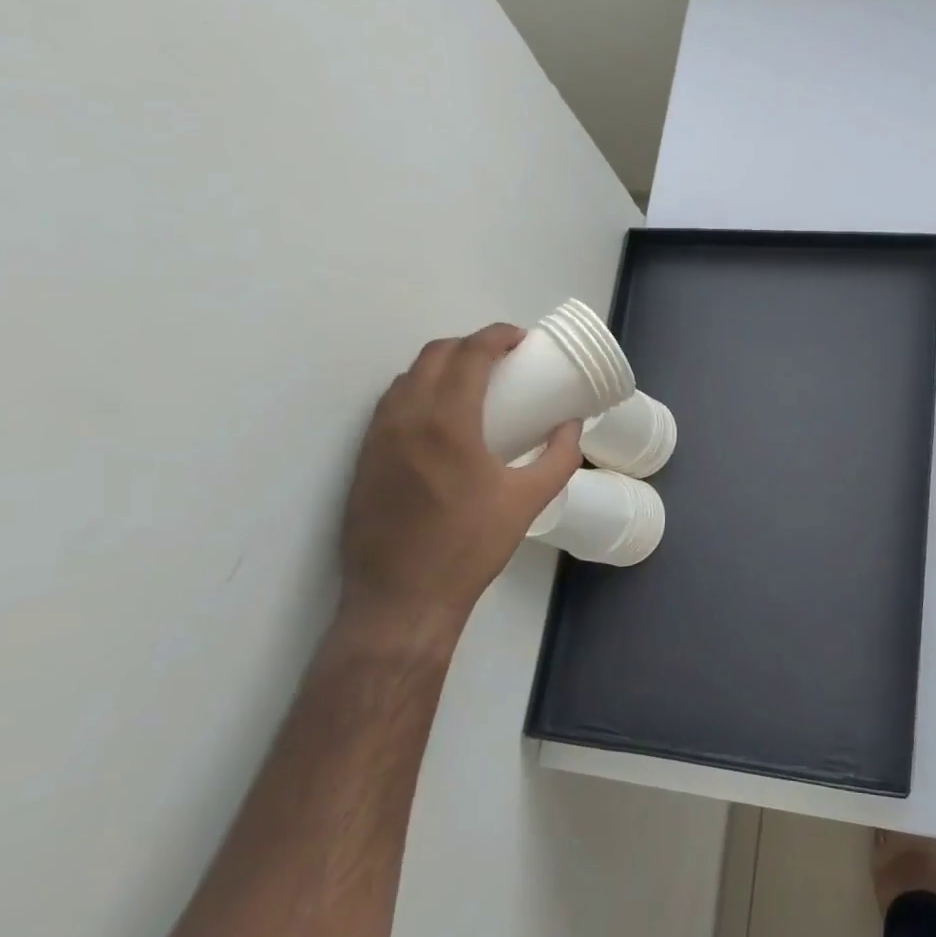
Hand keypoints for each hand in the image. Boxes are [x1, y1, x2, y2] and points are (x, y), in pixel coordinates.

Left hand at [338, 325, 580, 658]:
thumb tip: (572, 425)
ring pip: (407, 377)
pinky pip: (389, 404)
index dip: (496, 336)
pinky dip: (417, 391)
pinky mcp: (363, 459)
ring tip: (471, 384)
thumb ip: (559, 457)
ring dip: (440, 366)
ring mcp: (376, 438)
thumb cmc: (470, 548)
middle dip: (470, 345)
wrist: (401, 600)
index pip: (469, 354)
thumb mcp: (528, 501)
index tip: (520, 340)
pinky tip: (438, 417)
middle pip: (434, 355)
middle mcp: (405, 418)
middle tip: (501, 360)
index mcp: (447, 422)